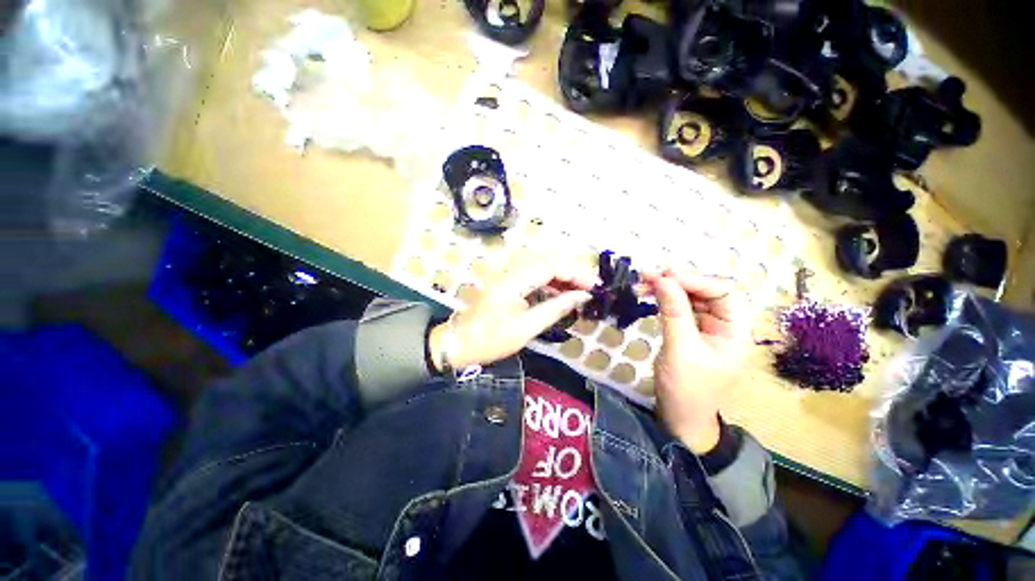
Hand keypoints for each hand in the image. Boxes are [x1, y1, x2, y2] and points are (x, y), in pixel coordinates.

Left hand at [428, 254, 597, 369]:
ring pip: (542, 265)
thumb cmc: (491, 340)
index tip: (593, 287)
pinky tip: (561, 292)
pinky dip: (551, 280)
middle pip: (548, 260)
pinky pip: (534, 273)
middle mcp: (511, 271)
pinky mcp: (508, 280)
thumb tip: (581, 297)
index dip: (575, 273)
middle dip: (572, 271)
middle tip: (590, 288)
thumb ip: (555, 309)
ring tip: (579, 291)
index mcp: (513, 281)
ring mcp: (508, 274)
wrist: (460, 342)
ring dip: (563, 275)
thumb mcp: (526, 328)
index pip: (550, 266)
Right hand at [643, 269, 748, 452]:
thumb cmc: (686, 388)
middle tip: (648, 277)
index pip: (722, 292)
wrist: (679, 418)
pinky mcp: (689, 332)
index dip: (694, 280)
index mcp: (735, 330)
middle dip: (677, 282)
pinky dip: (664, 300)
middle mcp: (724, 324)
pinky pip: (679, 308)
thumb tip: (662, 279)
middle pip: (705, 291)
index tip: (663, 276)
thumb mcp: (680, 349)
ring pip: (689, 298)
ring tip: (643, 284)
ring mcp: (706, 328)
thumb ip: (673, 312)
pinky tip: (650, 296)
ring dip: (667, 289)